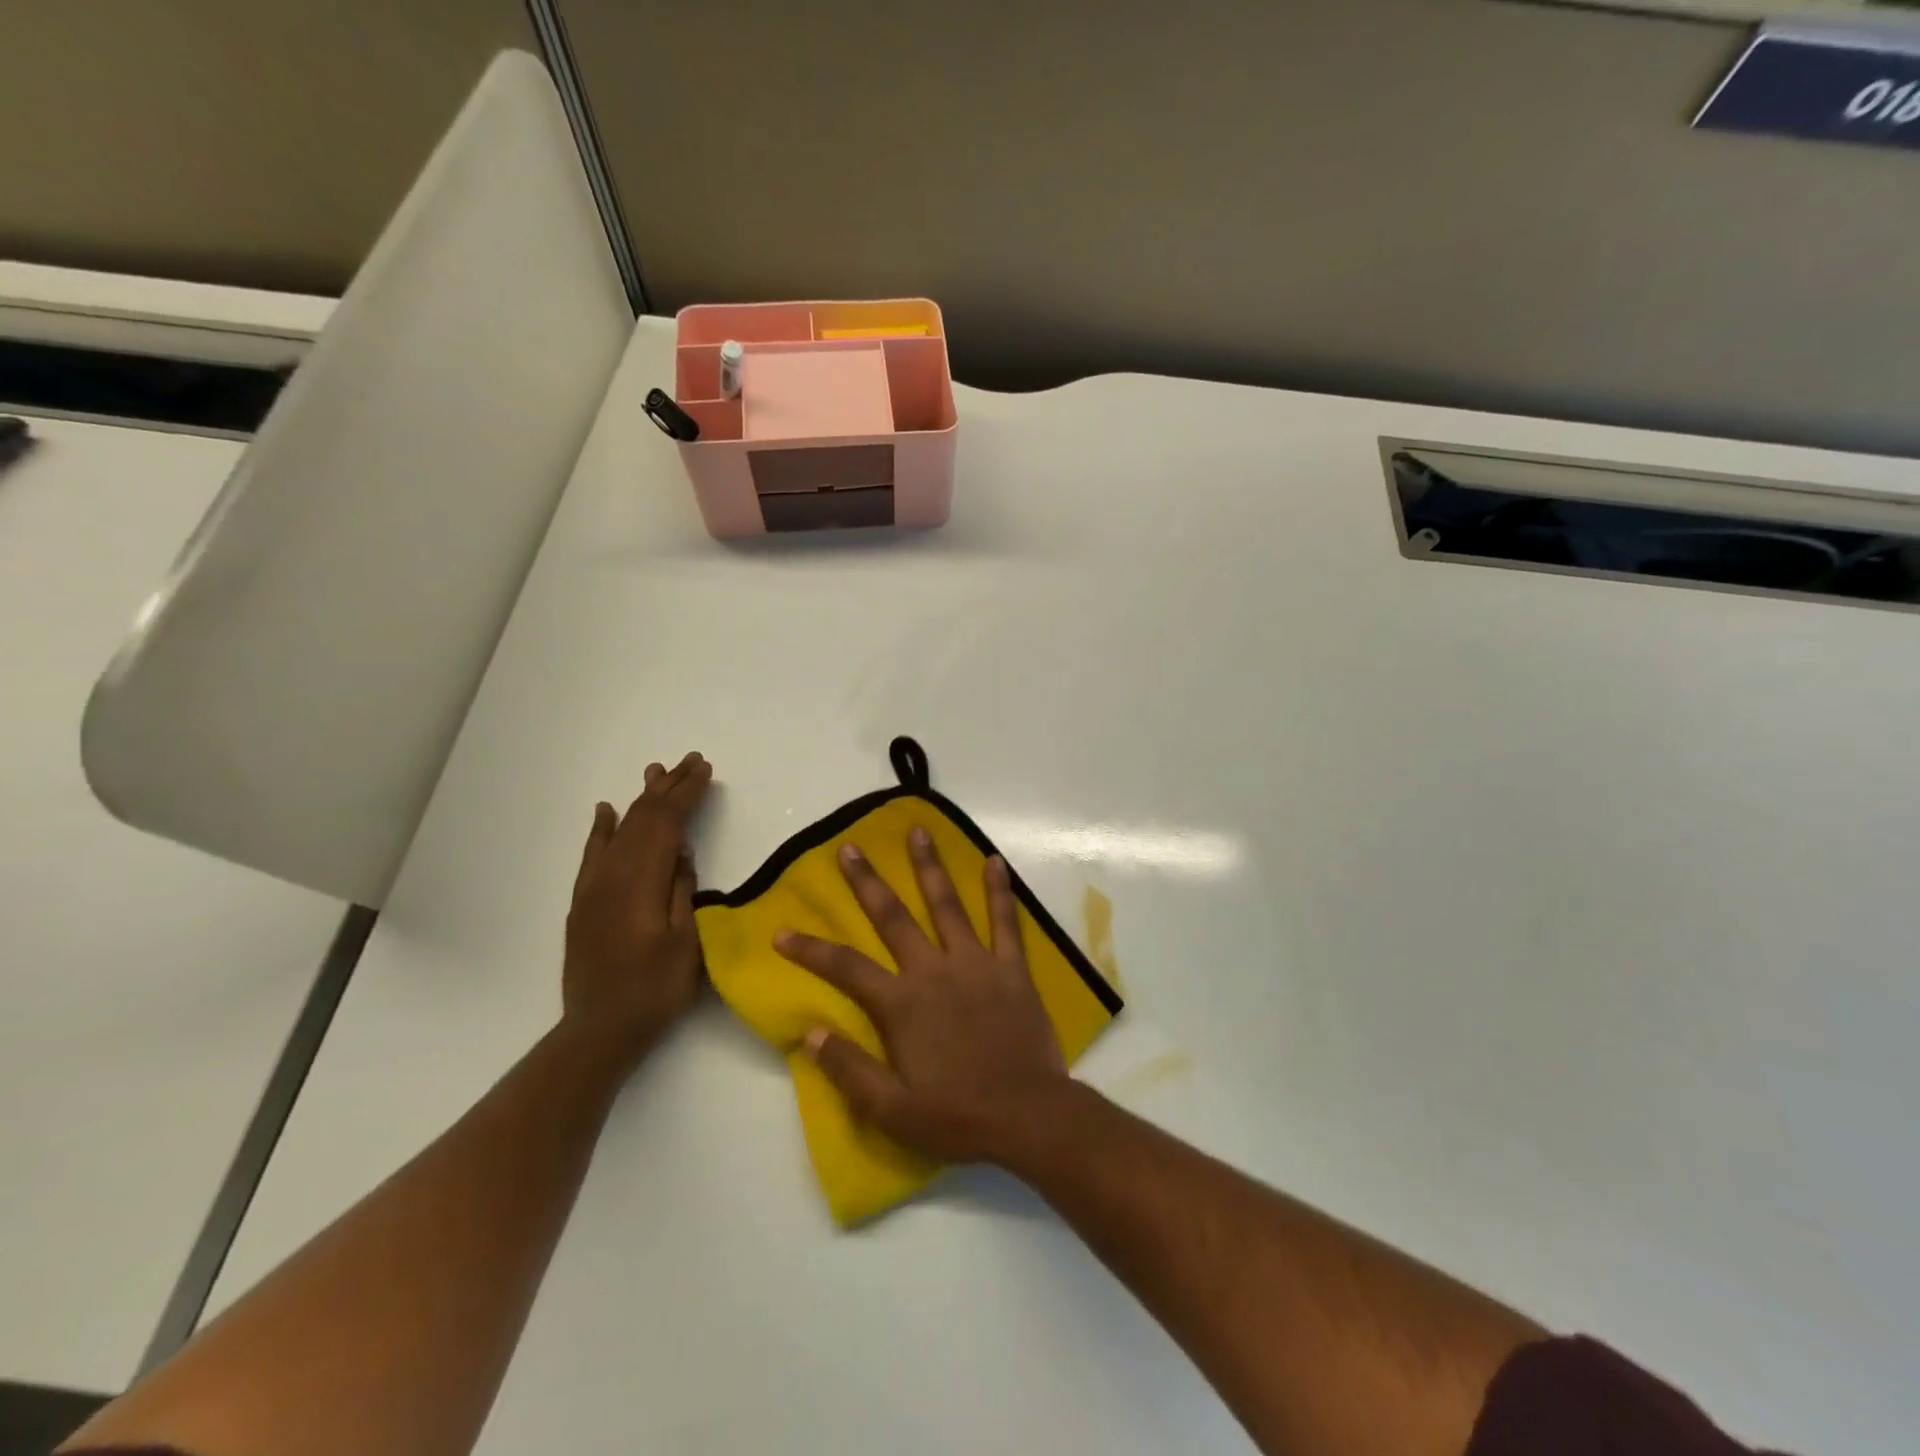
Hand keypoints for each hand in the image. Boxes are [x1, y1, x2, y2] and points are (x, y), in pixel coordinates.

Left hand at [562, 752, 712, 1070]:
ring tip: (656, 772)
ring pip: (619, 830)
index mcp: (641, 882)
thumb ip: (683, 891)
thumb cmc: (655, 989)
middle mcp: (613, 875)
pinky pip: (593, 853)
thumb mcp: (687, 943)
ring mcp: (594, 887)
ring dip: (640, 799)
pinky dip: (602, 827)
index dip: (687, 794)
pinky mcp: (584, 902)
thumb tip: (681, 852)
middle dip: (668, 787)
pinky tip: (607, 810)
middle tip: (690, 760)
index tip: (706, 771)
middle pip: (642, 818)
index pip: (666, 824)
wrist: (600, 1030)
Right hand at [775, 828, 1071, 1164]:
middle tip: (849, 848)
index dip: (809, 949)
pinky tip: (994, 862)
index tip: (781, 931)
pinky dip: (999, 891)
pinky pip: (1005, 922)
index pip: (845, 968)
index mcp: (902, 1003)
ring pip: (947, 905)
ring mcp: (976, 964)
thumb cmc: (957, 1116)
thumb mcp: (891, 1110)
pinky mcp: (1011, 968)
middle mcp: (934, 970)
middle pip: (893, 918)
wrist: (1028, 1116)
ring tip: (918, 831)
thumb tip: (809, 1034)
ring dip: (929, 867)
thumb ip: (849, 1069)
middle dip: (867, 883)